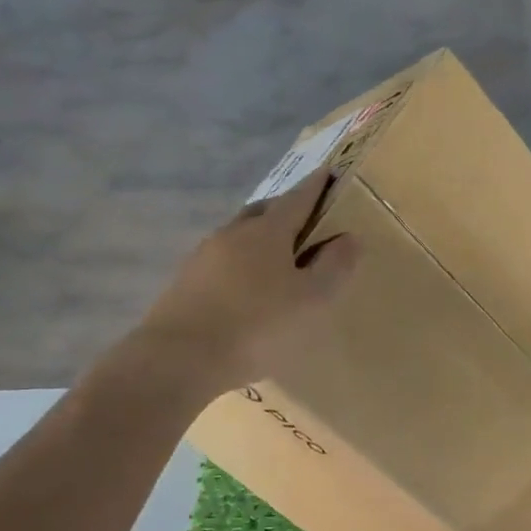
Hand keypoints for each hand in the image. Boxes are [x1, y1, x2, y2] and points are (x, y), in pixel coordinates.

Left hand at [133, 174, 360, 396]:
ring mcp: (203, 257)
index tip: (328, 172)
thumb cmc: (258, 326)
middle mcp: (233, 234)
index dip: (316, 186)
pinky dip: (240, 265)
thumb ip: (334, 267)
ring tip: (276, 258)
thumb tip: (350, 237)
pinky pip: (221, 263)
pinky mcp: (185, 283)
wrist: (179, 358)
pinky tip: (245, 289)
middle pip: (263, 212)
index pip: (298, 199)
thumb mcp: (312, 300)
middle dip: (285, 209)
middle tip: (304, 218)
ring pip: (238, 236)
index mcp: (267, 232)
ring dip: (259, 238)